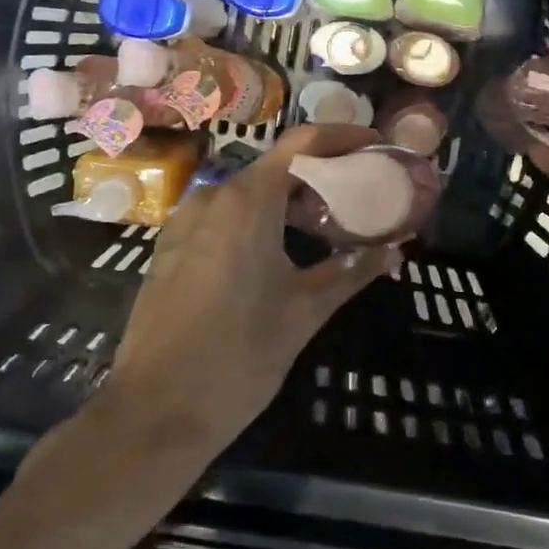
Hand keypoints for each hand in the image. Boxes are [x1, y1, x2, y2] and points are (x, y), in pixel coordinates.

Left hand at [107, 124, 400, 451]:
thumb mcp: (304, 311)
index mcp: (248, 200)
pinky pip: (222, 216)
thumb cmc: (238, 356)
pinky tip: (276, 252)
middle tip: (357, 196)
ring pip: (247, 192)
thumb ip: (352, 271)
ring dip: (287, 199)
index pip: (302, 143)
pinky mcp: (170, 248)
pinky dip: (257, 218)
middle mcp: (213, 197)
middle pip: (276, 166)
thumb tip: (394, 251)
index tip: (374, 145)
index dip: (342, 136)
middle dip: (319, 175)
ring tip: (323, 228)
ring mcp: (185, 222)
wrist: (153, 412)